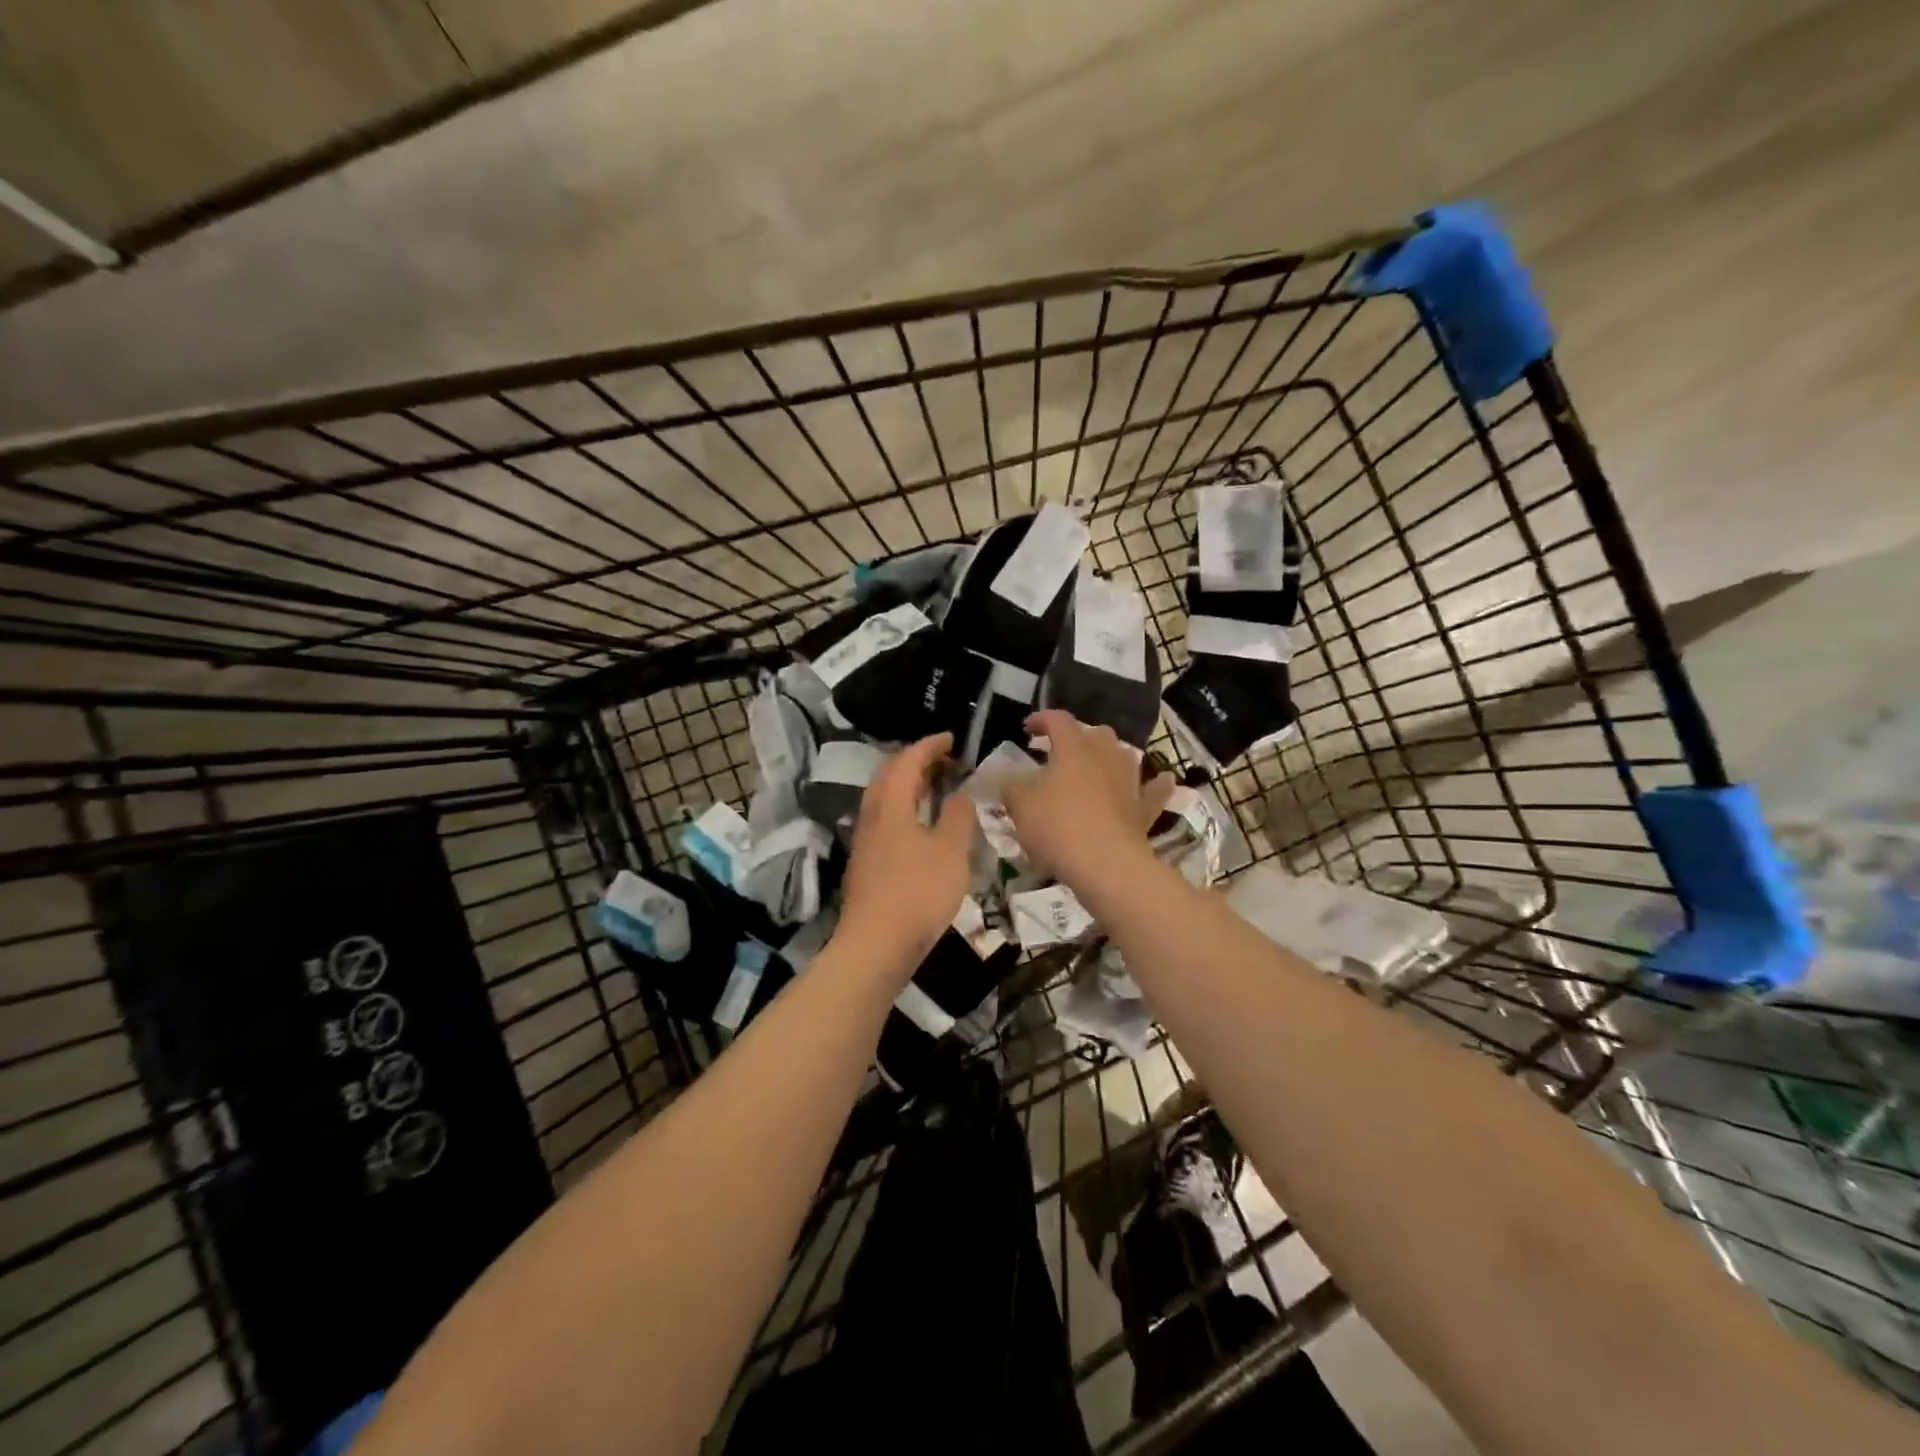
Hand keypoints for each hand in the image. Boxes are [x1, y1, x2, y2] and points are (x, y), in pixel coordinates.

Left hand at [837, 732, 976, 976]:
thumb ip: (958, 818)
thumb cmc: (918, 892)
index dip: (929, 745)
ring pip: (884, 799)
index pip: (908, 760)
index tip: (951, 738)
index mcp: (891, 805)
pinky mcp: (866, 863)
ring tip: (936, 788)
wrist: (876, 944)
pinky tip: (921, 826)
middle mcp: (872, 816)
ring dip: (908, 786)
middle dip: (915, 761)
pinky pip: (885, 820)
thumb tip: (960, 795)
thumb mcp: (951, 852)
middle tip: (944, 760)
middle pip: (889, 775)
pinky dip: (904, 809)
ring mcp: (865, 840)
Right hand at [1003, 710, 1173, 890]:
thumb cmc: (1058, 828)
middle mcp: (1105, 756)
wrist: (1106, 865)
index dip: (1041, 719)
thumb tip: (1012, 783)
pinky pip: (1154, 789)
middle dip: (1078, 738)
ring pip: (1124, 756)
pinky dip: (1155, 784)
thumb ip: (1013, 789)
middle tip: (1060, 753)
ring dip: (1110, 757)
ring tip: (1097, 767)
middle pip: (1096, 734)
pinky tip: (1162, 779)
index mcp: (1073, 749)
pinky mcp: (1144, 809)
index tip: (1027, 727)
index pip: (1058, 720)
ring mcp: (1130, 781)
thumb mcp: (1020, 807)